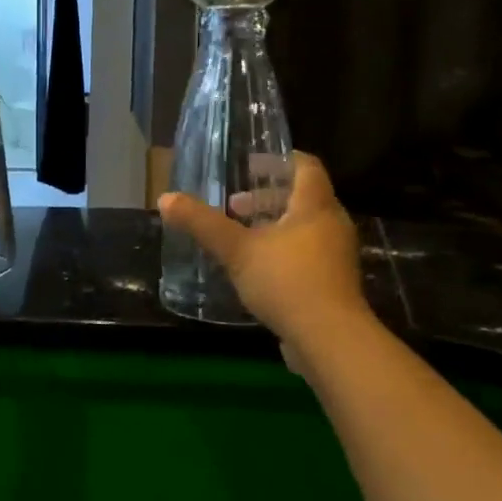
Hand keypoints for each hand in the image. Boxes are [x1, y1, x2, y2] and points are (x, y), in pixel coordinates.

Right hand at [157, 152, 369, 351]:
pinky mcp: (334, 283)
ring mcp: (336, 256)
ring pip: (305, 227)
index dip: (279, 160)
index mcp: (315, 206)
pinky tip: (258, 269)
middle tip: (235, 205)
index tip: (250, 165)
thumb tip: (165, 198)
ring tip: (242, 237)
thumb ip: (202, 223)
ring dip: (273, 225)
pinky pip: (308, 253)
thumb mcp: (236, 250)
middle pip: (303, 197)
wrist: (330, 340)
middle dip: (267, 197)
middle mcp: (332, 225)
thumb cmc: (286, 281)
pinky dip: (283, 250)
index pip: (306, 166)